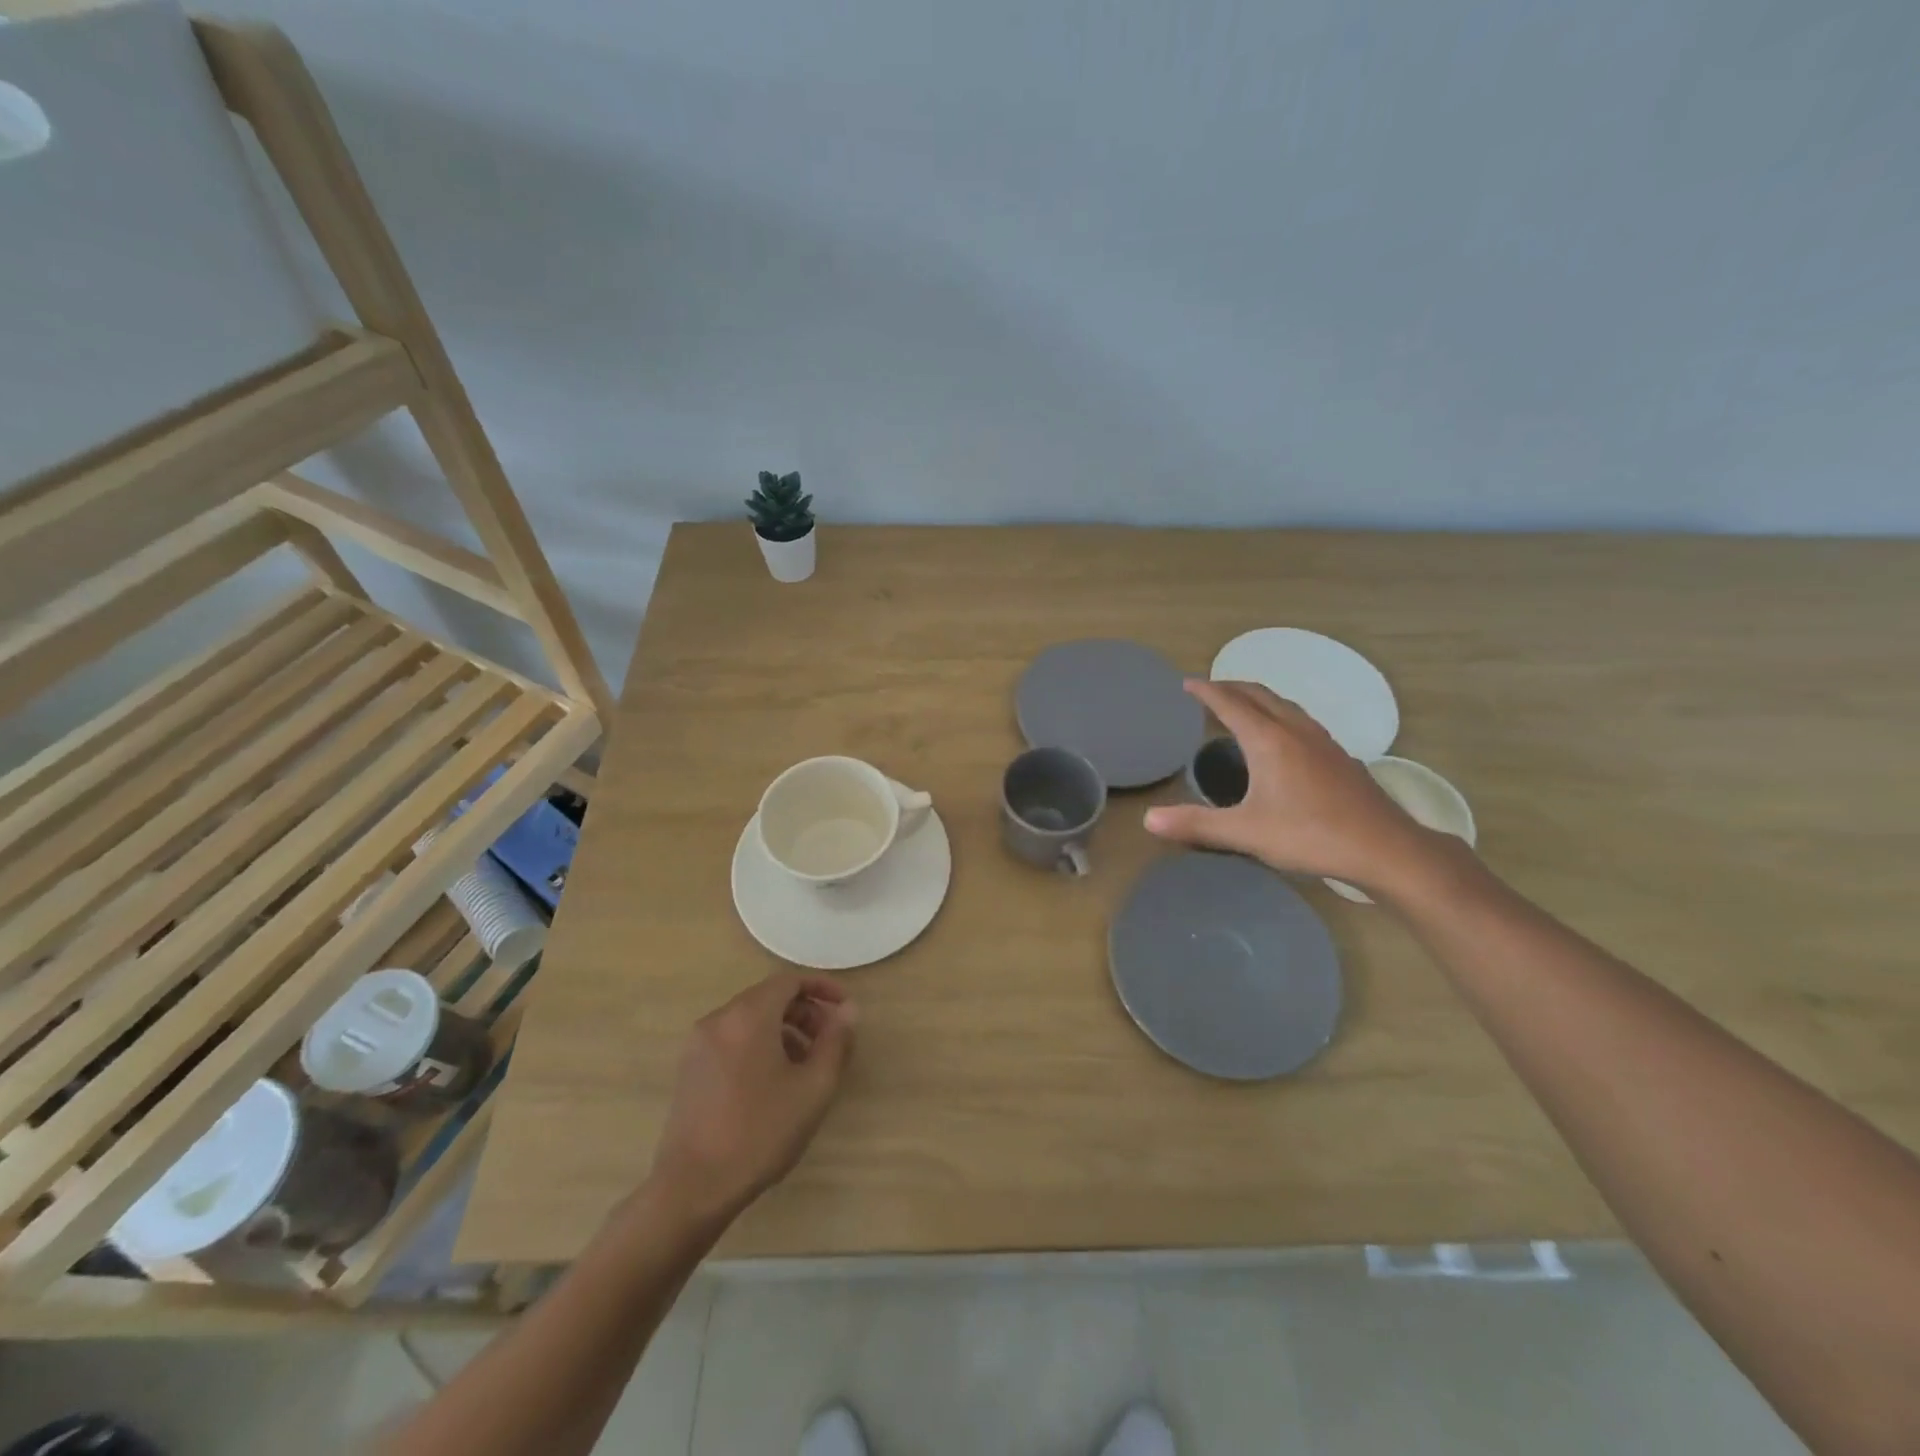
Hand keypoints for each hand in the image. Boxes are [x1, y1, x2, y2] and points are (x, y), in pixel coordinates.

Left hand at [647, 972, 857, 1227]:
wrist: (692, 1188)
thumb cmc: (760, 1133)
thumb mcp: (813, 1088)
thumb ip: (836, 1041)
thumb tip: (848, 1009)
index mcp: (748, 1015)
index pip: (789, 981)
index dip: (822, 988)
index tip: (844, 1008)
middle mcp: (720, 1018)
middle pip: (769, 997)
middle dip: (805, 1012)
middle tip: (830, 1041)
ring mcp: (699, 1043)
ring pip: (750, 1019)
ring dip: (784, 1030)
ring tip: (806, 1065)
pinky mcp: (690, 1067)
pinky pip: (732, 1038)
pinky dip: (759, 1043)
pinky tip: (774, 1081)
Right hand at [1144, 679, 1443, 893]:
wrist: (1385, 848)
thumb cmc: (1311, 835)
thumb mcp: (1246, 833)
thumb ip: (1196, 825)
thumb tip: (1148, 820)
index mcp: (1269, 741)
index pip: (1231, 704)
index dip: (1206, 692)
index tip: (1187, 683)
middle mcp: (1295, 731)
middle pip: (1260, 695)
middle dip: (1232, 687)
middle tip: (1209, 690)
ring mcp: (1322, 742)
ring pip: (1285, 705)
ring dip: (1258, 698)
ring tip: (1242, 705)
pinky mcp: (1339, 757)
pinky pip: (1301, 720)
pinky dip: (1279, 714)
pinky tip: (1282, 737)